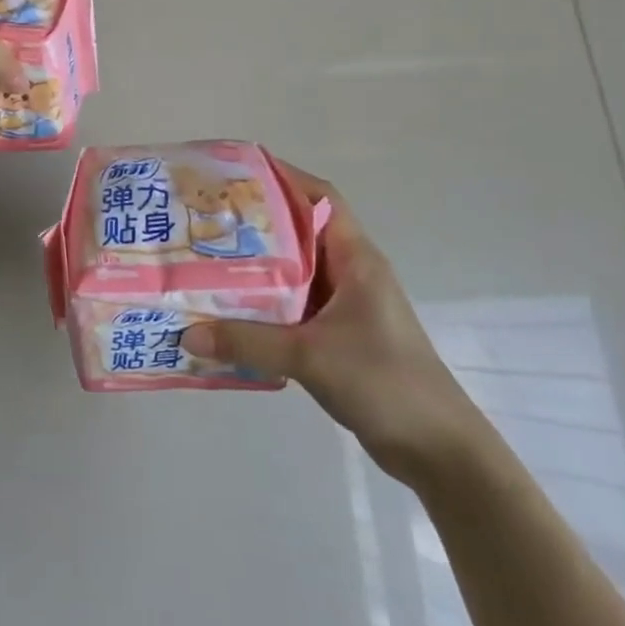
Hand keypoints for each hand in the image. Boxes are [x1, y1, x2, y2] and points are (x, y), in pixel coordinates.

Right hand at [182, 167, 481, 487]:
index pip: (321, 198)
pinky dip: (260, 305)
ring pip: (291, 271)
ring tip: (204, 261)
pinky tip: (226, 314)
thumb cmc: (385, 382)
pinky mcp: (335, 336)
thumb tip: (186, 332)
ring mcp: (343, 306)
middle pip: (298, 231)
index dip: (282, 178)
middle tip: (204, 219)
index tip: (234, 175)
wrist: (438, 450)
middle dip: (254, 223)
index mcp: (356, 259)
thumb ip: (248, 342)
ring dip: (254, 267)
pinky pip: (289, 307)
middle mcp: (349, 273)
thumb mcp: (311, 356)